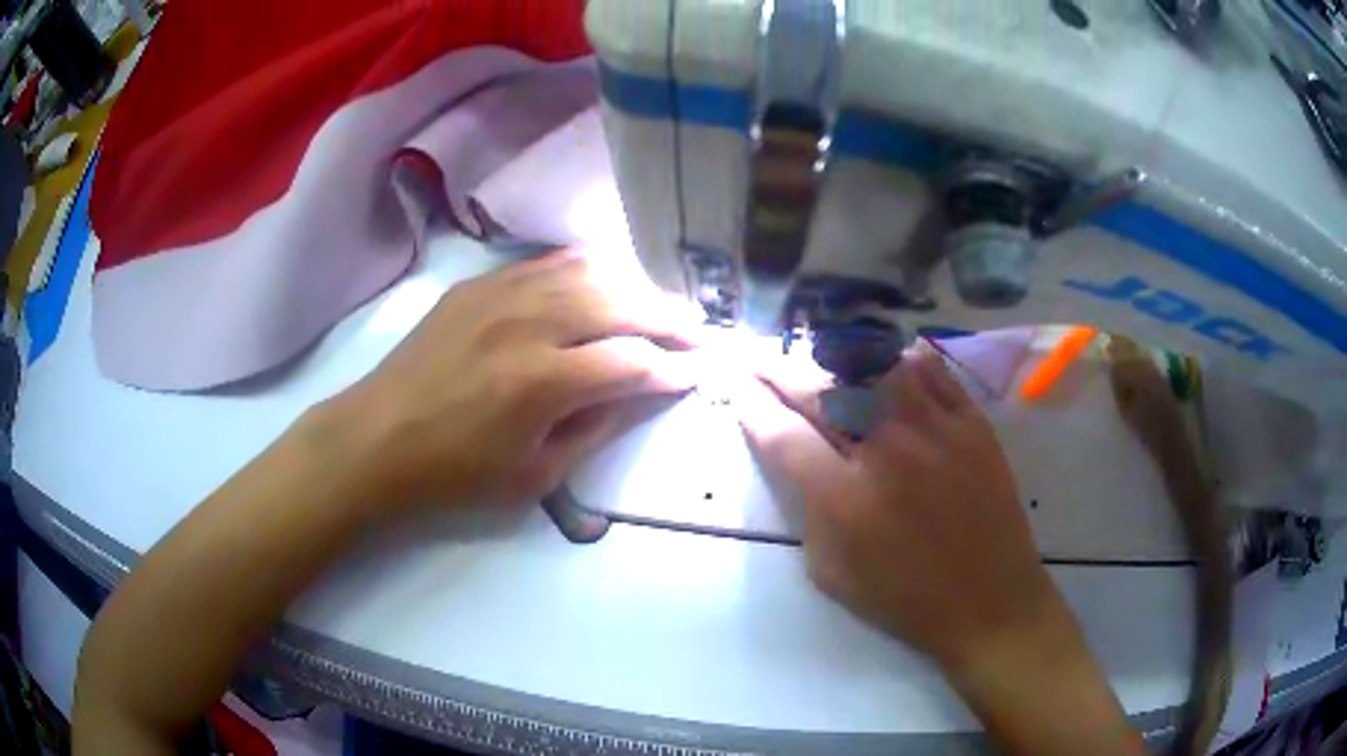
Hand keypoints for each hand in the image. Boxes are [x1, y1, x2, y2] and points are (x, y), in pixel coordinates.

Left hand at [325, 249, 702, 511]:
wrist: (378, 437)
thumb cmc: (454, 472)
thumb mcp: (534, 476)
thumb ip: (594, 427)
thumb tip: (636, 390)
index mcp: (542, 380)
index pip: (634, 360)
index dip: (676, 366)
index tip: (703, 370)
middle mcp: (528, 321)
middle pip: (622, 302)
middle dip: (670, 318)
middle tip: (699, 332)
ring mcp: (501, 292)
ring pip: (590, 271)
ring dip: (635, 288)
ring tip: (659, 307)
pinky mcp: (480, 283)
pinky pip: (548, 263)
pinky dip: (589, 271)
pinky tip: (604, 283)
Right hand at [736, 344, 1068, 670]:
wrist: (988, 602)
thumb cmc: (906, 599)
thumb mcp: (833, 573)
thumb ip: (809, 512)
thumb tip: (801, 462)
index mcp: (845, 499)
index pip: (784, 435)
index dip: (752, 407)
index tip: (735, 388)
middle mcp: (887, 450)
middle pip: (821, 390)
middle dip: (776, 369)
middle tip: (755, 356)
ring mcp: (935, 429)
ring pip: (876, 366)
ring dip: (837, 357)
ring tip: (819, 357)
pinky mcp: (973, 424)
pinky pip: (932, 373)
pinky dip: (903, 362)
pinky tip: (888, 364)